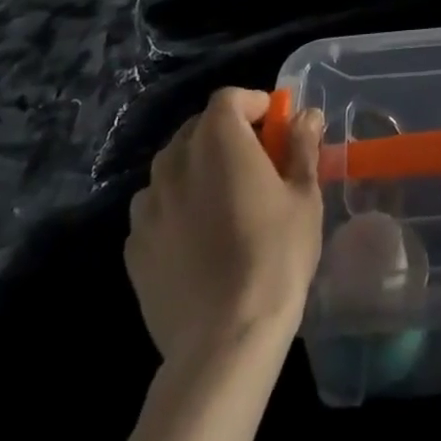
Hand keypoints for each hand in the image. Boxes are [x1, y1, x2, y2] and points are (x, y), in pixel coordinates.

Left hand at [126, 87, 325, 364]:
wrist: (222, 342)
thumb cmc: (274, 256)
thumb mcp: (304, 196)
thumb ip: (301, 147)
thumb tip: (306, 115)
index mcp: (218, 138)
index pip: (230, 98)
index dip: (254, 105)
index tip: (276, 127)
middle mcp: (175, 160)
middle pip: (198, 129)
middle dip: (226, 136)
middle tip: (255, 164)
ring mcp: (148, 205)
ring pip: (173, 169)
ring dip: (197, 171)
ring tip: (223, 203)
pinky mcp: (134, 247)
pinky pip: (156, 211)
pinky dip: (176, 210)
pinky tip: (197, 242)